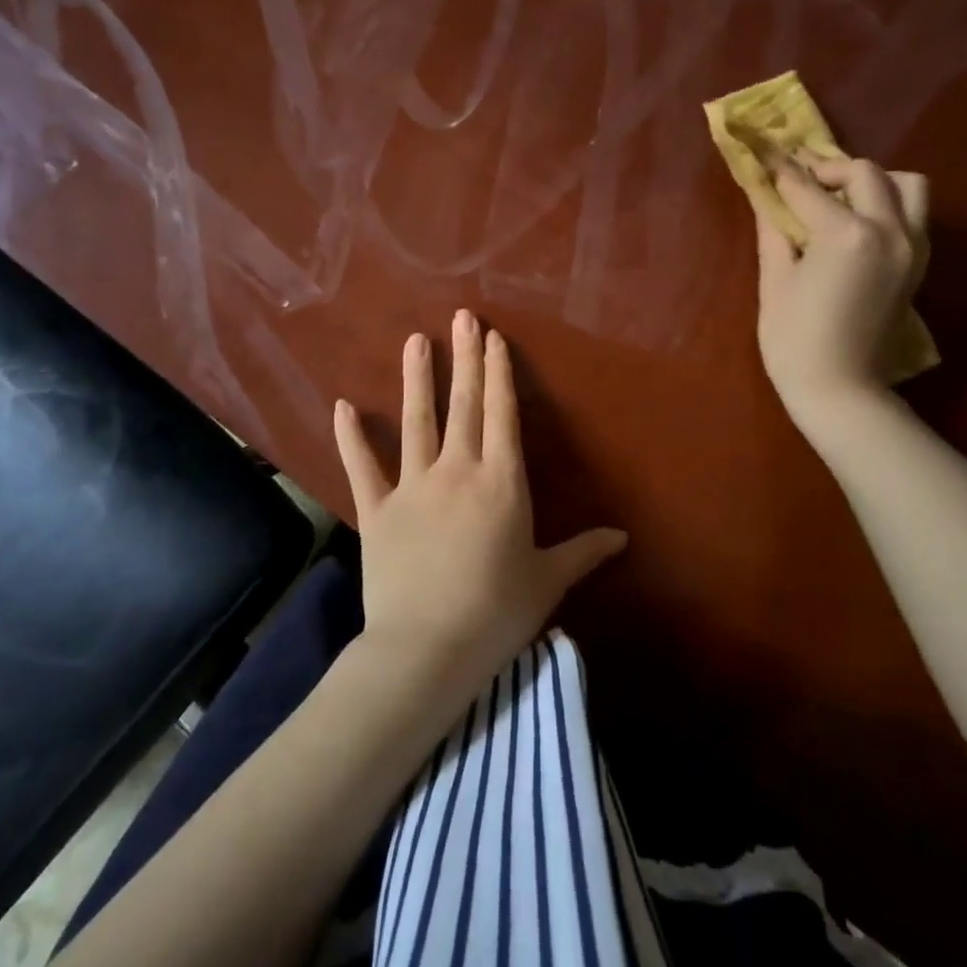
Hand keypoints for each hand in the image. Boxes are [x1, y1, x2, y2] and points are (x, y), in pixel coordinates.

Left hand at [333, 309, 626, 708]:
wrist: (426, 649)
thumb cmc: (496, 613)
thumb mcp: (548, 581)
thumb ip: (584, 552)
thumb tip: (623, 538)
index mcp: (502, 482)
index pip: (503, 415)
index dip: (499, 374)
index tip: (494, 338)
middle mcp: (457, 471)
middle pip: (463, 405)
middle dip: (465, 358)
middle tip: (462, 317)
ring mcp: (412, 487)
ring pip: (415, 422)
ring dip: (416, 379)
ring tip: (415, 340)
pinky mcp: (376, 510)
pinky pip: (361, 467)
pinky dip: (350, 437)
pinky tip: (342, 405)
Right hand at [753, 153, 929, 433]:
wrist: (840, 389)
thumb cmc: (794, 339)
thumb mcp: (774, 280)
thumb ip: (774, 228)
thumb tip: (766, 195)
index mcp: (847, 234)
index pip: (808, 188)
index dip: (782, 170)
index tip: (765, 153)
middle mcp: (889, 229)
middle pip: (865, 172)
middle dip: (829, 170)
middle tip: (800, 183)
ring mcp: (912, 246)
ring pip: (906, 185)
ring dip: (872, 182)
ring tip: (840, 200)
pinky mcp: (918, 263)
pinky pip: (913, 213)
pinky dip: (888, 205)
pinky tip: (857, 225)